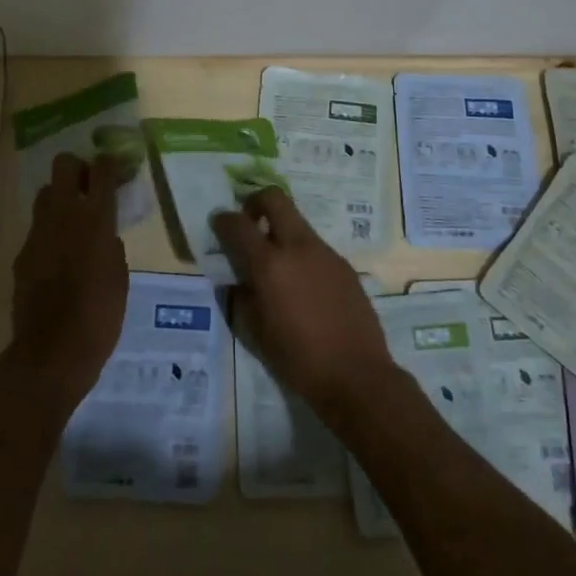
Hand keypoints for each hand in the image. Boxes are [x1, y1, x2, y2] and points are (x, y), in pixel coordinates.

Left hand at [7, 153, 128, 408]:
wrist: (52, 352)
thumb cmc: (100, 316)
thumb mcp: (120, 276)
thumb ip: (111, 244)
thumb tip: (103, 234)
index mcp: (96, 219)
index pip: (102, 170)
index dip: (109, 163)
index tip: (115, 167)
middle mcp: (64, 215)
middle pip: (64, 165)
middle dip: (78, 168)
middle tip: (90, 186)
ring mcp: (38, 232)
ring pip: (46, 193)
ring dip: (60, 197)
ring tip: (73, 221)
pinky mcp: (22, 253)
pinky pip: (38, 228)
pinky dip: (50, 232)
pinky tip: (59, 257)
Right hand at [212, 188, 397, 419]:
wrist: (357, 376)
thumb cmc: (298, 360)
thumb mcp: (255, 333)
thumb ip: (242, 297)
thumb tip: (237, 280)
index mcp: (269, 265)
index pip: (238, 225)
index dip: (223, 219)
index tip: (218, 222)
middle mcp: (297, 247)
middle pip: (275, 199)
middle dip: (256, 202)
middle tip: (249, 222)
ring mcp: (325, 253)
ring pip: (298, 222)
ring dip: (281, 231)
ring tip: (277, 265)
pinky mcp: (344, 265)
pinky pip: (315, 247)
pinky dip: (301, 254)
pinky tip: (303, 286)